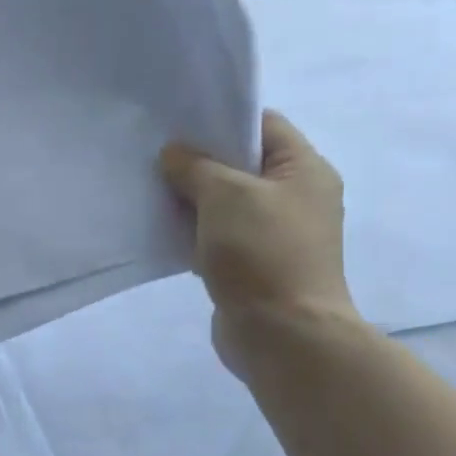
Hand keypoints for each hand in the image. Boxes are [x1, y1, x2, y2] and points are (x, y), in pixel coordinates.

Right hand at [160, 111, 359, 369]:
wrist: (283, 336)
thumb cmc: (262, 253)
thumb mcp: (225, 195)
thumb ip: (195, 166)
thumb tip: (174, 154)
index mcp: (304, 170)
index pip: (263, 125)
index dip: (222, 119)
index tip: (178, 124)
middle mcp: (295, 197)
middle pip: (241, 164)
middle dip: (198, 160)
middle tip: (156, 156)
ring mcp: (275, 234)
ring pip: (225, 202)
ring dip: (192, 198)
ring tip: (152, 189)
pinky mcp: (254, 264)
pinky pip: (218, 235)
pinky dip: (194, 230)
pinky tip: (162, 228)